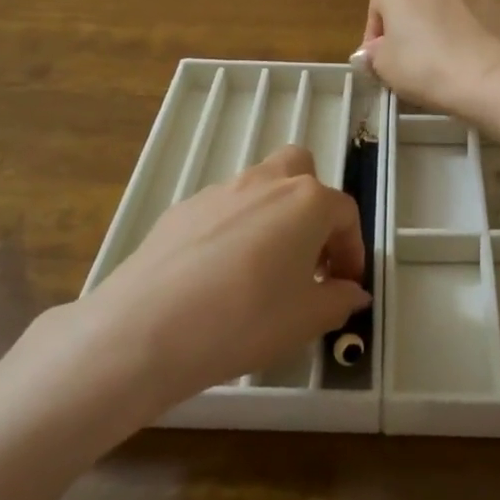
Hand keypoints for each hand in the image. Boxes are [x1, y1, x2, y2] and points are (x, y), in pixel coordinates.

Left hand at [75, 145, 369, 412]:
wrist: (147, 327)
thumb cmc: (244, 320)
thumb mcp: (305, 320)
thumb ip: (338, 300)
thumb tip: (352, 292)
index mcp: (306, 201)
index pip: (345, 214)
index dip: (352, 249)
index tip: (345, 284)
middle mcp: (266, 182)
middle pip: (300, 171)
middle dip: (312, 206)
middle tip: (308, 255)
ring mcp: (220, 191)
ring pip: (259, 187)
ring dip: (272, 216)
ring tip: (262, 270)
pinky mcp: (182, 208)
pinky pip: (222, 210)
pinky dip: (233, 230)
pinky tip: (219, 276)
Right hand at [361, 0, 499, 119]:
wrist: (484, 76)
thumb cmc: (423, 68)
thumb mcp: (383, 67)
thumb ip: (373, 53)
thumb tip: (376, 49)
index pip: (376, 9)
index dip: (374, 38)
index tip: (379, 62)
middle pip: (411, 3)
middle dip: (409, 28)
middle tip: (410, 61)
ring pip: (443, 7)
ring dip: (438, 26)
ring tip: (443, 59)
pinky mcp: (493, 2)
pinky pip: (471, 15)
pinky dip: (467, 29)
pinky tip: (469, 55)